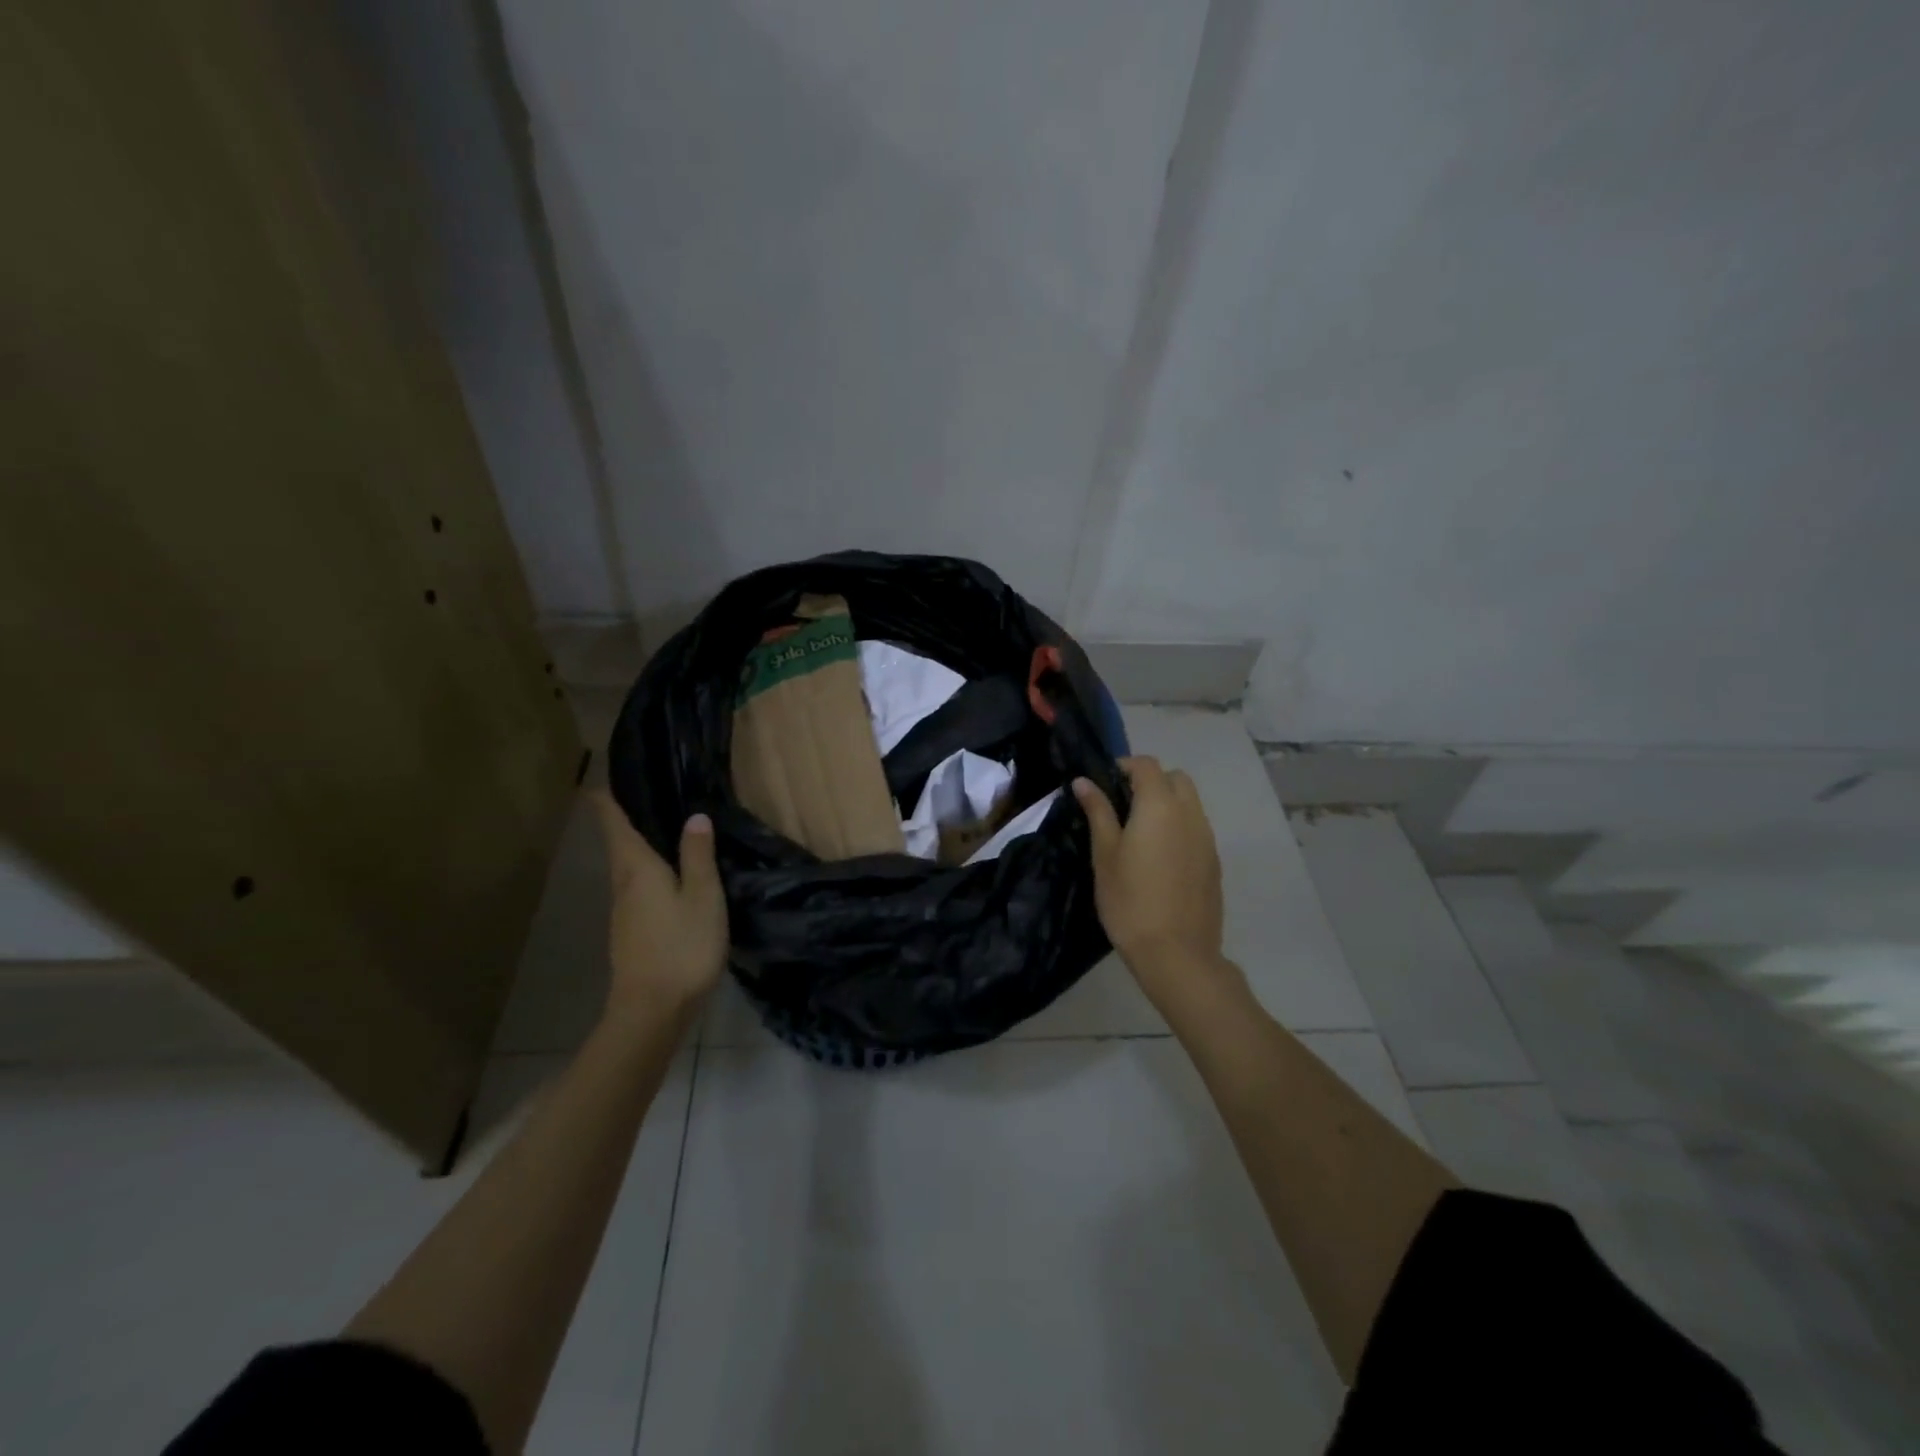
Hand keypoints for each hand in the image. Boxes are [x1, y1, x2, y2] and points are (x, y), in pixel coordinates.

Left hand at [590, 791, 728, 1025]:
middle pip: (618, 845)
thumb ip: (698, 856)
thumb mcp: (703, 897)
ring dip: (637, 846)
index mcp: (638, 869)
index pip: (615, 825)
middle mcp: (623, 885)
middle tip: (641, 796)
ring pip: (627, 868)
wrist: (652, 1010)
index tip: (597, 780)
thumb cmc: (682, 947)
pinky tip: (666, 877)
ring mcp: (623, 912)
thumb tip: (694, 816)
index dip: (605, 801)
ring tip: (660, 830)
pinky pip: (636, 888)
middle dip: (623, 820)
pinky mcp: (630, 933)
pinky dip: (646, 871)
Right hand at [1074, 758, 1228, 1005]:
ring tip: (1139, 833)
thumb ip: (1098, 812)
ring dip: (1166, 803)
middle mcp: (1190, 813)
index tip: (1102, 784)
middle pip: (1175, 778)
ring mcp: (1207, 838)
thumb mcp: (1104, 855)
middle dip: (1150, 781)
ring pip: (1190, 802)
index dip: (1123, 766)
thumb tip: (1084, 782)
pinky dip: (1178, 827)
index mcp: (1160, 805)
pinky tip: (1158, 857)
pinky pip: (1196, 828)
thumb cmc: (1130, 901)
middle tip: (1122, 806)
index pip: (1146, 764)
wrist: (1176, 953)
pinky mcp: (1214, 861)